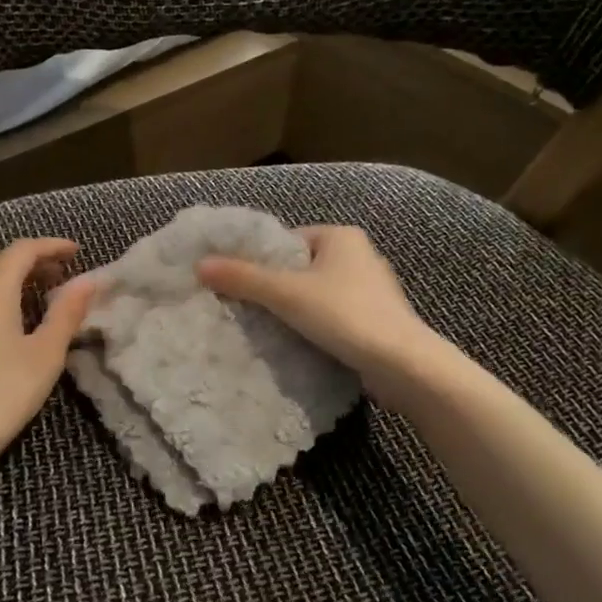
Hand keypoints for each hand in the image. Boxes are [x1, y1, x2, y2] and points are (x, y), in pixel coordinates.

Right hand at [196, 225, 440, 403]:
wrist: (402, 364)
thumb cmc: (344, 315)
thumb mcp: (286, 293)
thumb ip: (243, 278)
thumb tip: (200, 265)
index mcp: (341, 236)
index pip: (288, 241)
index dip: (261, 260)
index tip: (238, 283)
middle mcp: (360, 255)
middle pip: (301, 268)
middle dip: (275, 288)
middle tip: (245, 308)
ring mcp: (371, 290)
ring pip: (316, 294)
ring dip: (294, 310)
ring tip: (266, 328)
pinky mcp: (375, 320)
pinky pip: (333, 316)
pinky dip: (315, 326)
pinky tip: (298, 343)